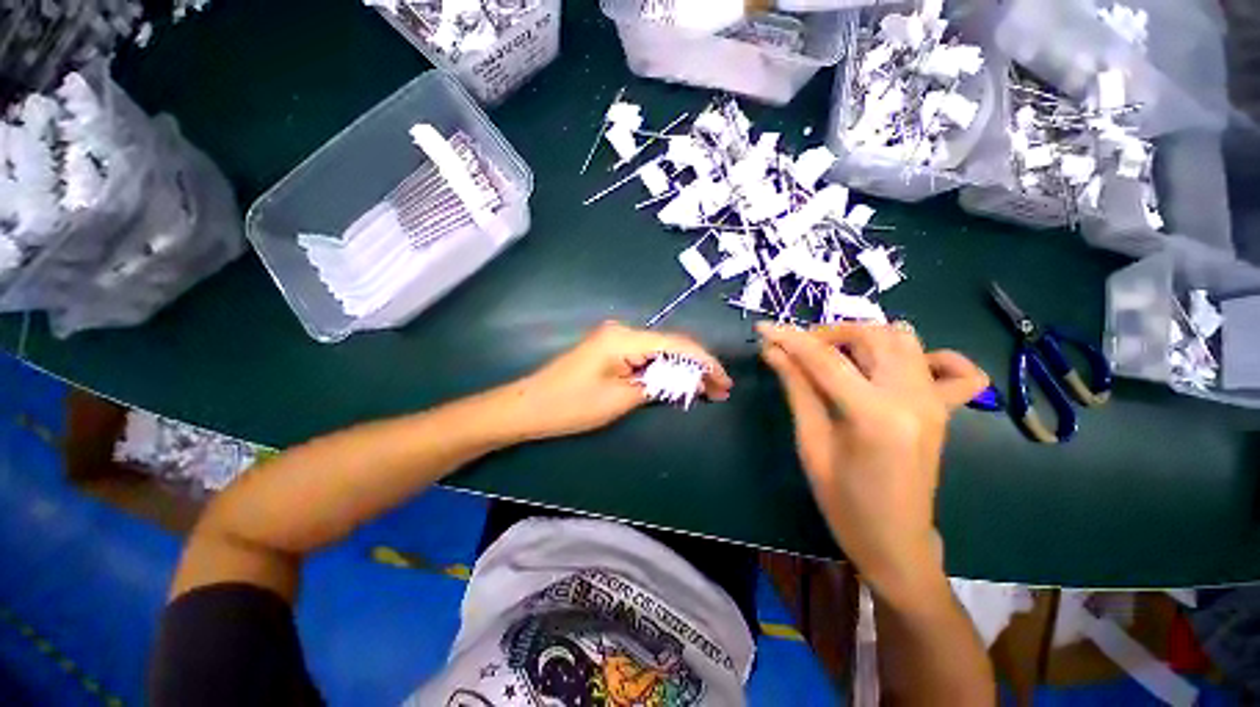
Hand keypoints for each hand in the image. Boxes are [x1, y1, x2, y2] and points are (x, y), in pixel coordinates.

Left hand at [510, 321, 732, 440]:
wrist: (529, 406)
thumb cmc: (572, 405)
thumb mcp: (620, 399)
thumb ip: (658, 385)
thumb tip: (688, 380)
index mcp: (625, 338)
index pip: (677, 344)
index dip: (705, 362)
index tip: (724, 382)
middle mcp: (622, 331)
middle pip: (670, 345)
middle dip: (697, 366)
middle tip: (719, 390)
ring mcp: (615, 339)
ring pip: (659, 351)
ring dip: (681, 369)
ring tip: (705, 390)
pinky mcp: (609, 349)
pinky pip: (645, 356)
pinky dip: (663, 369)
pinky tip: (677, 382)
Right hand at [758, 321, 987, 608]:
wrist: (895, 541)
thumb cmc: (843, 502)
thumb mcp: (811, 443)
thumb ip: (797, 389)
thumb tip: (773, 352)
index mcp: (874, 415)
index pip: (824, 359)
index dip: (789, 339)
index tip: (762, 328)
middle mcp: (913, 398)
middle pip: (869, 336)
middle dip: (826, 333)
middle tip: (795, 348)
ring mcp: (935, 401)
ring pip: (904, 339)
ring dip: (863, 336)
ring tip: (832, 352)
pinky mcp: (944, 409)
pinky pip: (957, 370)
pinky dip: (930, 355)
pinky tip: (900, 365)